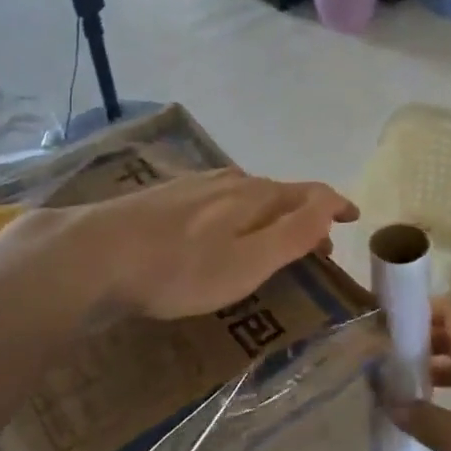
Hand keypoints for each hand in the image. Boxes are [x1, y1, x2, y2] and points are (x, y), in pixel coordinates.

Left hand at [67, 168, 358, 318]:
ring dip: (271, 216)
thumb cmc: (181, 269)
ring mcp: (195, 185)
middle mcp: (230, 181)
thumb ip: (293, 234)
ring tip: (274, 240)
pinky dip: (238, 216)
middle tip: (317, 247)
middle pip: (279, 194)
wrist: (96, 254)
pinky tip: (222, 230)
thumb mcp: (248, 261)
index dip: (335, 204)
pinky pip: (219, 201)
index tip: (353, 217)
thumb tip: (330, 206)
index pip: (310, 193)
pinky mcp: (167, 197)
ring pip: (247, 196)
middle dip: (304, 217)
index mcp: (256, 196)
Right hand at [390, 304, 450, 450]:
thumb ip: (421, 417)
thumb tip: (386, 397)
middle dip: (416, 339)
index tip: (380, 322)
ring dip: (430, 365)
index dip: (414, 312)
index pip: (448, 315)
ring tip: (394, 380)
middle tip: (379, 353)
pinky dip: (446, 388)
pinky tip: (424, 409)